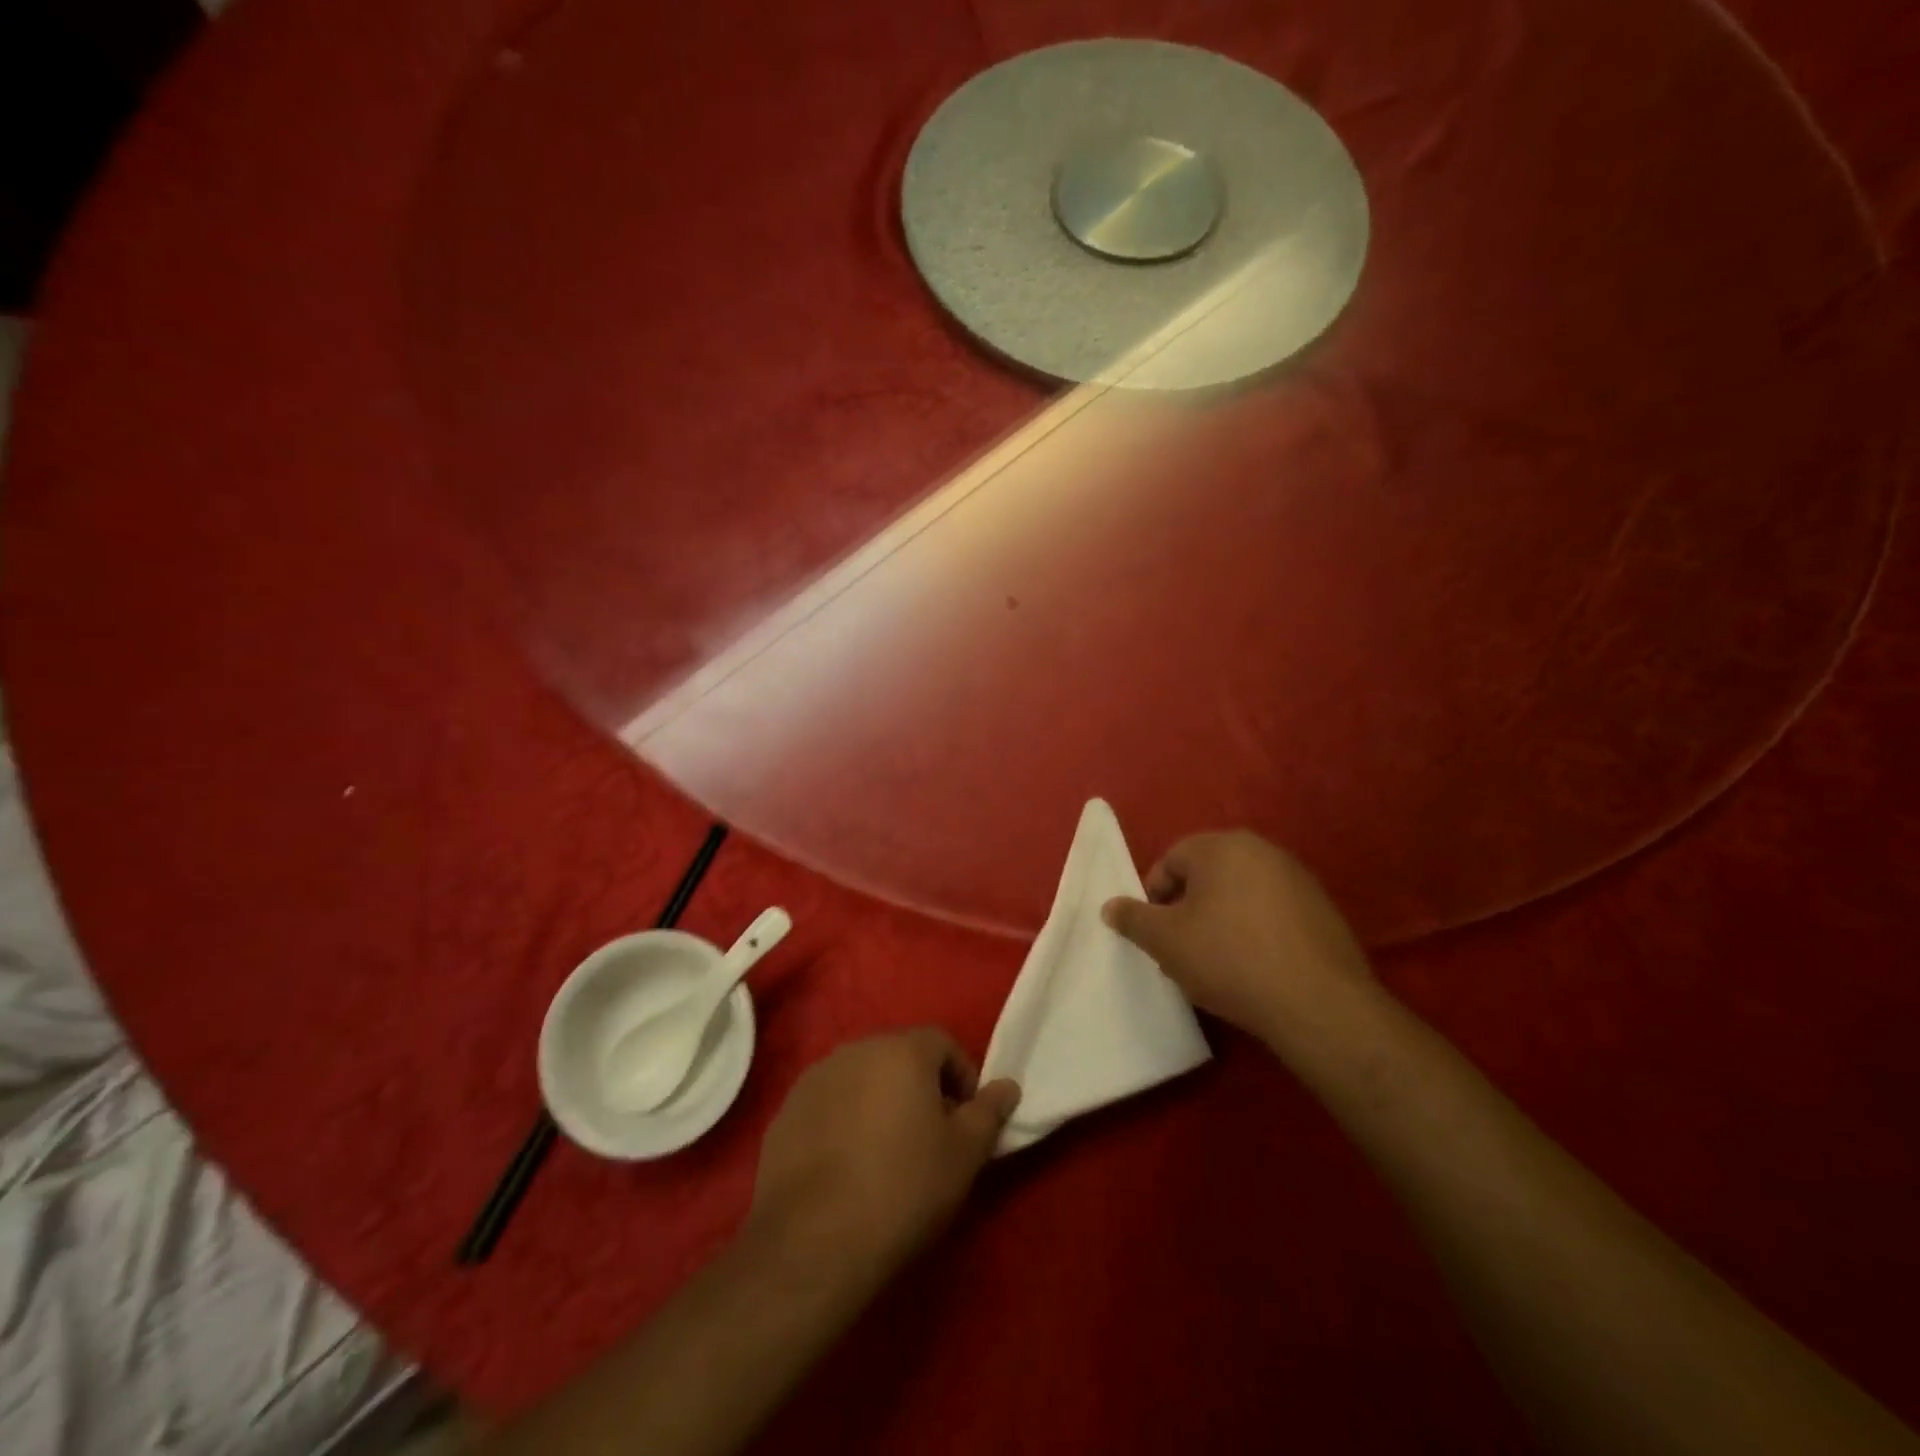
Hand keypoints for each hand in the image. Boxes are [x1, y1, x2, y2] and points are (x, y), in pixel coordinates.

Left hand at [748, 1029, 1019, 1274]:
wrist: (812, 1242)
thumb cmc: (903, 1189)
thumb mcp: (964, 1155)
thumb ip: (989, 1112)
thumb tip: (1008, 1085)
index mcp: (901, 1050)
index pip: (943, 1043)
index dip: (962, 1077)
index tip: (966, 1120)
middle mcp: (856, 1049)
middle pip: (900, 1057)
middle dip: (921, 1088)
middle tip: (931, 1138)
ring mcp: (815, 1078)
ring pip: (862, 1079)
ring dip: (880, 1102)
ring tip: (887, 1154)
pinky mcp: (786, 1112)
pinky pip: (830, 1104)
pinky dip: (845, 1122)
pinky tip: (847, 1168)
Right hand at [1101, 831, 1371, 1041]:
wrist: (1317, 1003)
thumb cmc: (1229, 959)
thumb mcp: (1165, 941)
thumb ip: (1133, 919)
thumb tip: (1110, 906)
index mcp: (1221, 846)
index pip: (1171, 860)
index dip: (1154, 896)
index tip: (1153, 933)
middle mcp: (1261, 850)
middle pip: (1207, 875)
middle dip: (1186, 908)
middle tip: (1179, 948)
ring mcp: (1297, 878)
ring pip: (1239, 893)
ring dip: (1219, 920)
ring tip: (1213, 962)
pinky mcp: (1323, 909)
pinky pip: (1271, 912)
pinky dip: (1254, 931)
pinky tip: (1252, 967)